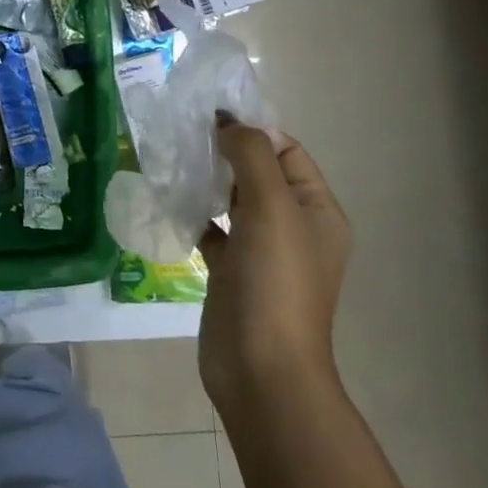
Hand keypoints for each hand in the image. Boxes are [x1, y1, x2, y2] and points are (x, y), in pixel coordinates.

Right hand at [199, 117, 351, 423]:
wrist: (261, 369)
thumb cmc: (275, 280)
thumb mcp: (271, 206)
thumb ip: (252, 155)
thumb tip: (228, 123)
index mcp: (317, 210)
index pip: (288, 152)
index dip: (254, 130)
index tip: (211, 117)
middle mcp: (294, 227)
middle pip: (259, 173)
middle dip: (226, 152)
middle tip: (185, 133)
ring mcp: (262, 252)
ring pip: (234, 201)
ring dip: (208, 180)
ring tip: (173, 159)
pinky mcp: (232, 273)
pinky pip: (214, 230)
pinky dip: (195, 214)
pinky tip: (169, 201)